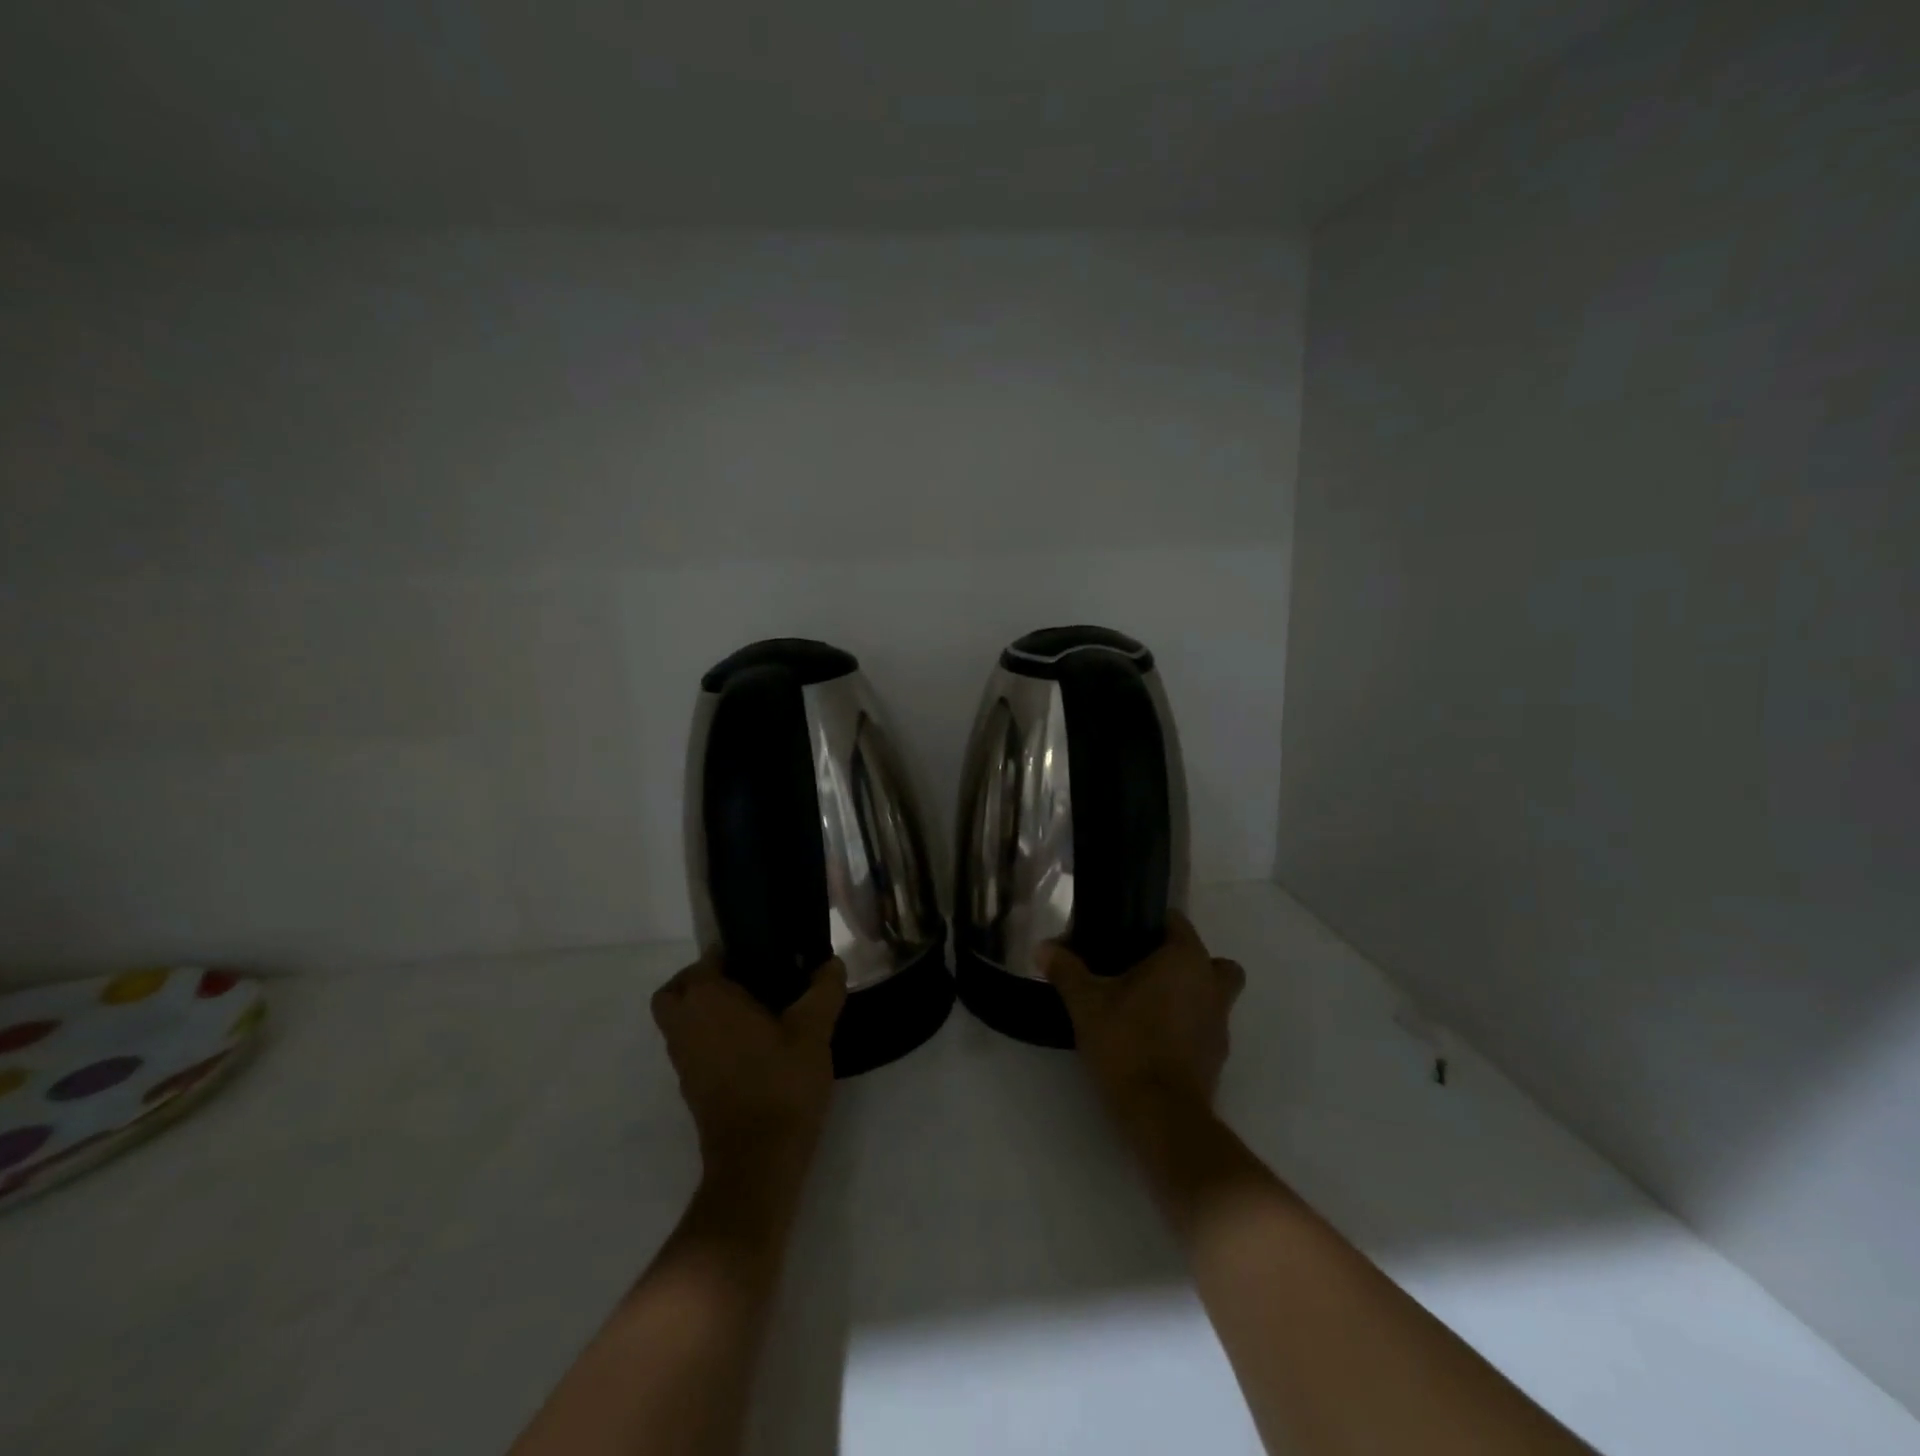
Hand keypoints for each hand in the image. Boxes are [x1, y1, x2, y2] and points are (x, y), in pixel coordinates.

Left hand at [651, 954, 846, 1175]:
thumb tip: (831, 963)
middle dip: (701, 980)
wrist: (758, 1161)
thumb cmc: (781, 1083)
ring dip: (703, 1010)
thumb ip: (824, 990)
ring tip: (753, 1011)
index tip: (761, 955)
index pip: (705, 961)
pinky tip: (750, 1045)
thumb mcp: (814, 1030)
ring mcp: (683, 1060)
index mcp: (707, 1001)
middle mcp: (684, 1026)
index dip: (730, 953)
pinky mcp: (690, 1088)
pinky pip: (691, 1047)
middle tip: (744, 980)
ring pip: (679, 1021)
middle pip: (676, 991)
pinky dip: (709, 1038)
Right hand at [1045, 912, 1245, 1120]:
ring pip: (1212, 993)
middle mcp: (1212, 983)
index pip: (1177, 922)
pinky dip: (1187, 1026)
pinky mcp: (1218, 1055)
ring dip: (1188, 995)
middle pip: (1205, 959)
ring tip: (1146, 1006)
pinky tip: (1154, 1037)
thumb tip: (1042, 947)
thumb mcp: (1085, 1003)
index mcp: (1185, 959)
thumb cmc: (1127, 1043)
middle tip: (1143, 971)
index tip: (1123, 937)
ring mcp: (1221, 1022)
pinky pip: (1205, 1025)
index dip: (1150, 924)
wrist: (1162, 1115)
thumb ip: (1066, 970)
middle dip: (1180, 961)